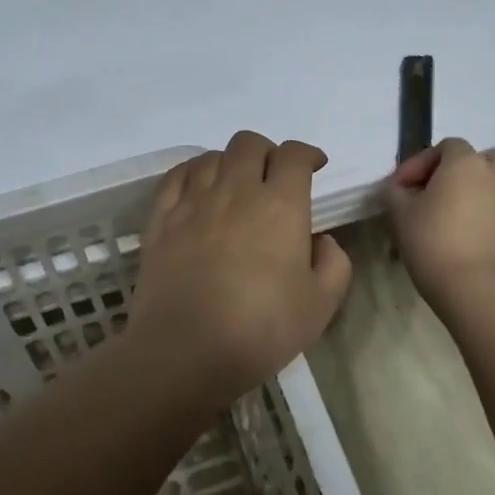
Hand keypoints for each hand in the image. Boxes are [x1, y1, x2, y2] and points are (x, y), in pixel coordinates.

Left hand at [128, 131, 353, 402]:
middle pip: (249, 144)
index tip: (314, 167)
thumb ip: (334, 263)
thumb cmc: (262, 329)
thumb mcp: (321, 304)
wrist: (187, 350)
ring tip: (234, 186)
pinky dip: (191, 172)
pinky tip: (196, 187)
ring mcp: (192, 202)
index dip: (307, 154)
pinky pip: (174, 177)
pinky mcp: (160, 219)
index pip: (294, 155)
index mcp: (280, 205)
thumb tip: (322, 241)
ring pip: (211, 157)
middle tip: (273, 178)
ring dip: (229, 163)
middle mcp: (235, 190)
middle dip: (267, 152)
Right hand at [386, 138, 494, 306]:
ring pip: (492, 189)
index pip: (445, 146)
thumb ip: (395, 192)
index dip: (419, 162)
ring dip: (472, 196)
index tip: (399, 187)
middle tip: (436, 191)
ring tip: (446, 220)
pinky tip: (460, 241)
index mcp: (466, 163)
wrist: (475, 289)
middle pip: (483, 160)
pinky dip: (481, 220)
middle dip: (459, 171)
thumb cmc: (432, 241)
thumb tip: (398, 188)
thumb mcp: (399, 213)